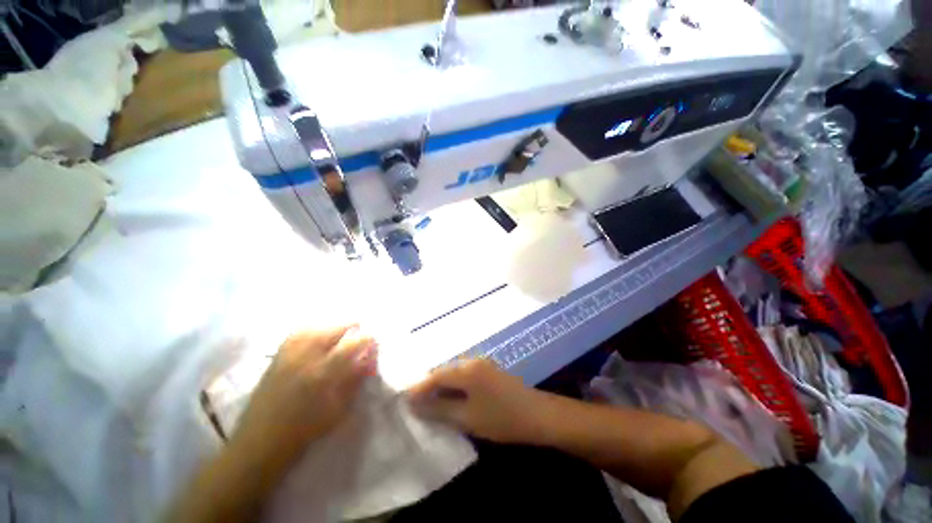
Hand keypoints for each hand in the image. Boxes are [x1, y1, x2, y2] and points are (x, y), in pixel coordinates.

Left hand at [231, 325, 377, 459]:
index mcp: (322, 374)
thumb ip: (356, 379)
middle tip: (360, 331)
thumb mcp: (338, 409)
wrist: (260, 442)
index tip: (374, 340)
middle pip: (333, 330)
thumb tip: (370, 357)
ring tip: (342, 330)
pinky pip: (297, 333)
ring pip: (315, 327)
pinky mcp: (276, 357)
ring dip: (332, 326)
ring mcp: (288, 355)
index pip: (351, 345)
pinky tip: (318, 334)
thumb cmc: (305, 430)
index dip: (367, 338)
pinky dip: (313, 329)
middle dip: (351, 326)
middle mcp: (305, 358)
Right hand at [406, 359, 546, 443]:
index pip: (436, 375)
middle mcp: (472, 361)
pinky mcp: (488, 371)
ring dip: (441, 387)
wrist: (538, 415)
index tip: (403, 400)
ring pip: (454, 374)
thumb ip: (439, 410)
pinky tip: (449, 399)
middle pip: (444, 371)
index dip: (419, 388)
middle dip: (429, 387)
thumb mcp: (467, 417)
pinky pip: (464, 376)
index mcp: (466, 369)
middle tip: (414, 403)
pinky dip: (454, 387)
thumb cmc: (501, 418)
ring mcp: (482, 364)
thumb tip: (414, 405)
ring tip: (428, 403)